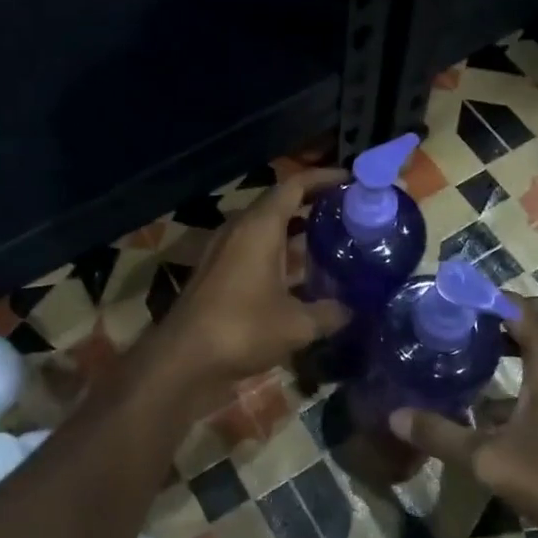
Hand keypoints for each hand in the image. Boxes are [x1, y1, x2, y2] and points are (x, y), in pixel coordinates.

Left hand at [158, 168, 350, 383]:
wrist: (184, 358)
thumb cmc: (242, 328)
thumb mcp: (296, 324)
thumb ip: (329, 313)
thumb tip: (352, 309)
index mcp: (259, 226)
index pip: (294, 186)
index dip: (323, 178)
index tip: (350, 180)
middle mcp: (240, 230)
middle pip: (279, 205)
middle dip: (313, 206)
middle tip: (348, 214)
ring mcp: (225, 251)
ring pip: (266, 231)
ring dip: (296, 234)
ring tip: (332, 243)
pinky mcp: (218, 274)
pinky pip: (255, 252)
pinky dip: (280, 257)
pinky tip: (302, 279)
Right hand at [388, 296, 537, 537]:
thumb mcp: (489, 459)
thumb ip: (441, 434)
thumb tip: (395, 416)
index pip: (519, 305)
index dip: (484, 298)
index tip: (449, 304)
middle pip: (534, 320)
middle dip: (495, 318)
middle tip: (456, 328)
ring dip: (509, 346)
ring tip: (467, 357)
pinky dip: (523, 374)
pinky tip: (492, 407)